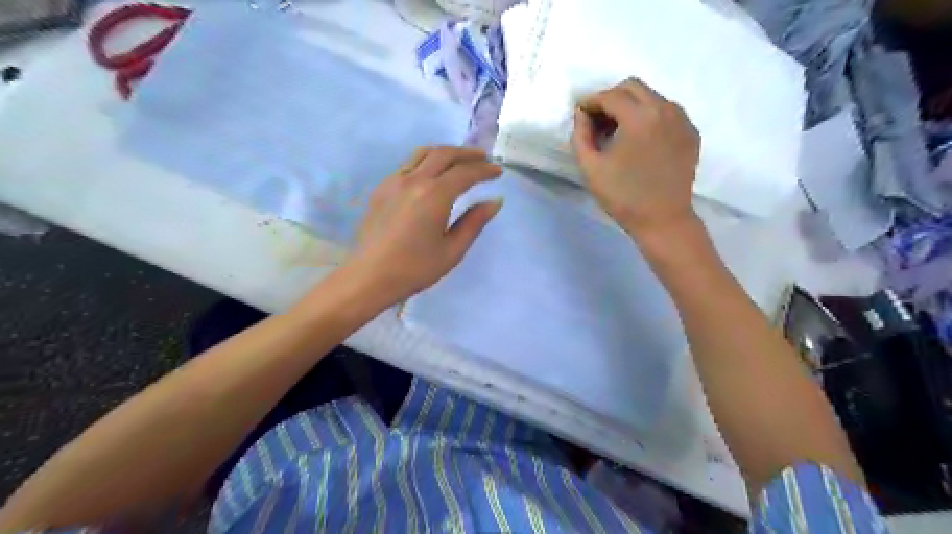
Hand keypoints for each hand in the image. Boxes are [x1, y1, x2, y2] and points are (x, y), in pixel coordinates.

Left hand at [344, 145, 500, 303]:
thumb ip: (474, 223)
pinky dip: (425, 161)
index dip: (484, 170)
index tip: (498, 171)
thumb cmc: (414, 268)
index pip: (465, 173)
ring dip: (444, 152)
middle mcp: (413, 180)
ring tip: (459, 160)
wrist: (369, 276)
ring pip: (422, 153)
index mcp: (434, 195)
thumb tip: (494, 201)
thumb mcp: (452, 251)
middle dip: (467, 154)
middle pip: (443, 154)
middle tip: (483, 159)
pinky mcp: (381, 188)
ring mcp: (394, 181)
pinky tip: (431, 174)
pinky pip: (407, 164)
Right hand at [571, 77, 697, 234]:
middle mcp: (665, 109)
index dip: (591, 102)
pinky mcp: (691, 132)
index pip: (610, 95)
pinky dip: (649, 117)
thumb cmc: (623, 196)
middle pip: (633, 87)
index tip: (580, 114)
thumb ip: (580, 135)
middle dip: (611, 98)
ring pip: (652, 97)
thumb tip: (582, 114)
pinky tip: (640, 140)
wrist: (663, 220)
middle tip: (598, 121)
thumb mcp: (591, 168)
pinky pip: (667, 112)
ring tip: (618, 131)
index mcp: (639, 117)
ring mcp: (682, 120)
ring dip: (631, 106)